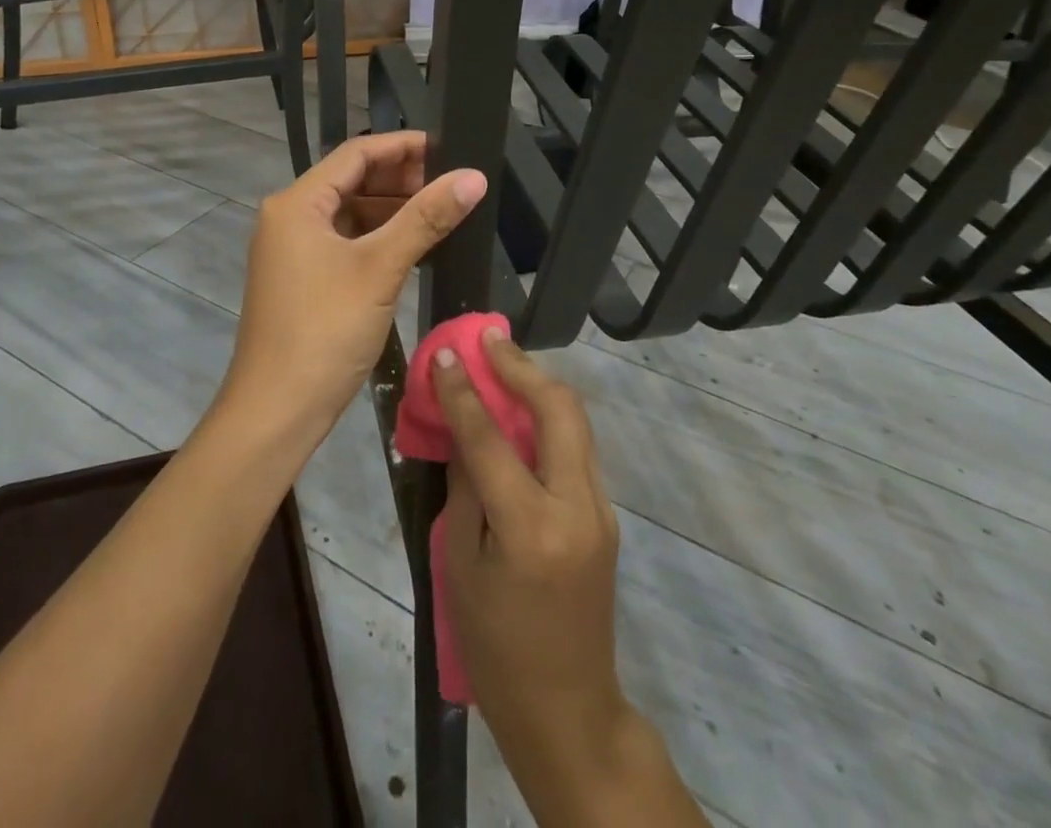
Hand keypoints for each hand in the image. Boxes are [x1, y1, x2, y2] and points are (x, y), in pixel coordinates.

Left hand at [220, 131, 486, 444]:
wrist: (276, 411)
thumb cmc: (324, 330)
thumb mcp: (379, 269)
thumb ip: (426, 218)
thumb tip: (473, 177)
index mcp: (297, 203)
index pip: (355, 154)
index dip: (402, 147)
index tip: (448, 148)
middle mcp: (289, 217)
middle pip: (351, 181)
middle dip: (401, 179)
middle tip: (451, 185)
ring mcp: (293, 250)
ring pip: (350, 214)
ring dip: (392, 210)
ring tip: (442, 213)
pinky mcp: (303, 279)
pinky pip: (345, 243)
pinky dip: (378, 239)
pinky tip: (414, 246)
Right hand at [438, 331, 704, 826]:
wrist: (568, 711)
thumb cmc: (496, 648)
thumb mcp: (461, 567)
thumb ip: (465, 489)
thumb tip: (463, 430)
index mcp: (531, 527)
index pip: (492, 438)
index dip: (464, 392)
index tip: (445, 354)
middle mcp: (576, 506)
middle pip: (559, 409)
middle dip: (522, 366)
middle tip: (488, 339)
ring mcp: (600, 509)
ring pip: (576, 422)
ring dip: (539, 385)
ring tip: (503, 362)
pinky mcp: (605, 515)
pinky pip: (576, 447)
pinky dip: (549, 418)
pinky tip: (521, 411)